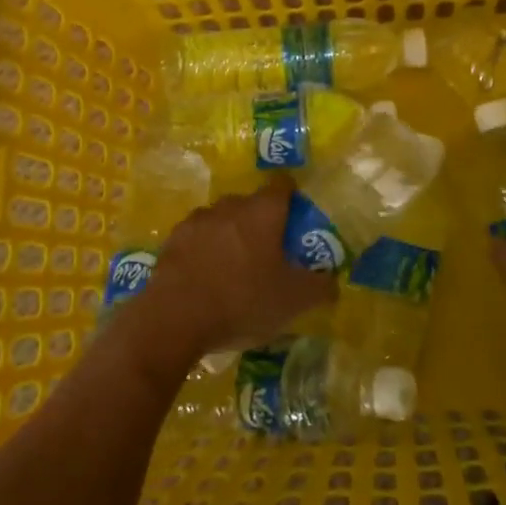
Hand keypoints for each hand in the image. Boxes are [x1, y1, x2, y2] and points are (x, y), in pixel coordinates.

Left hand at [134, 175, 335, 365]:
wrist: (174, 318)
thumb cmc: (242, 301)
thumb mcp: (293, 301)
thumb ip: (320, 287)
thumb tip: (333, 282)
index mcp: (263, 212)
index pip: (282, 186)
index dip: (291, 196)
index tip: (296, 215)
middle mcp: (230, 206)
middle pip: (250, 204)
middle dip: (260, 221)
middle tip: (268, 250)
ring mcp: (197, 221)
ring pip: (221, 219)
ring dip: (229, 235)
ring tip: (234, 266)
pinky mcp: (172, 241)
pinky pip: (196, 238)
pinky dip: (204, 251)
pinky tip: (206, 277)